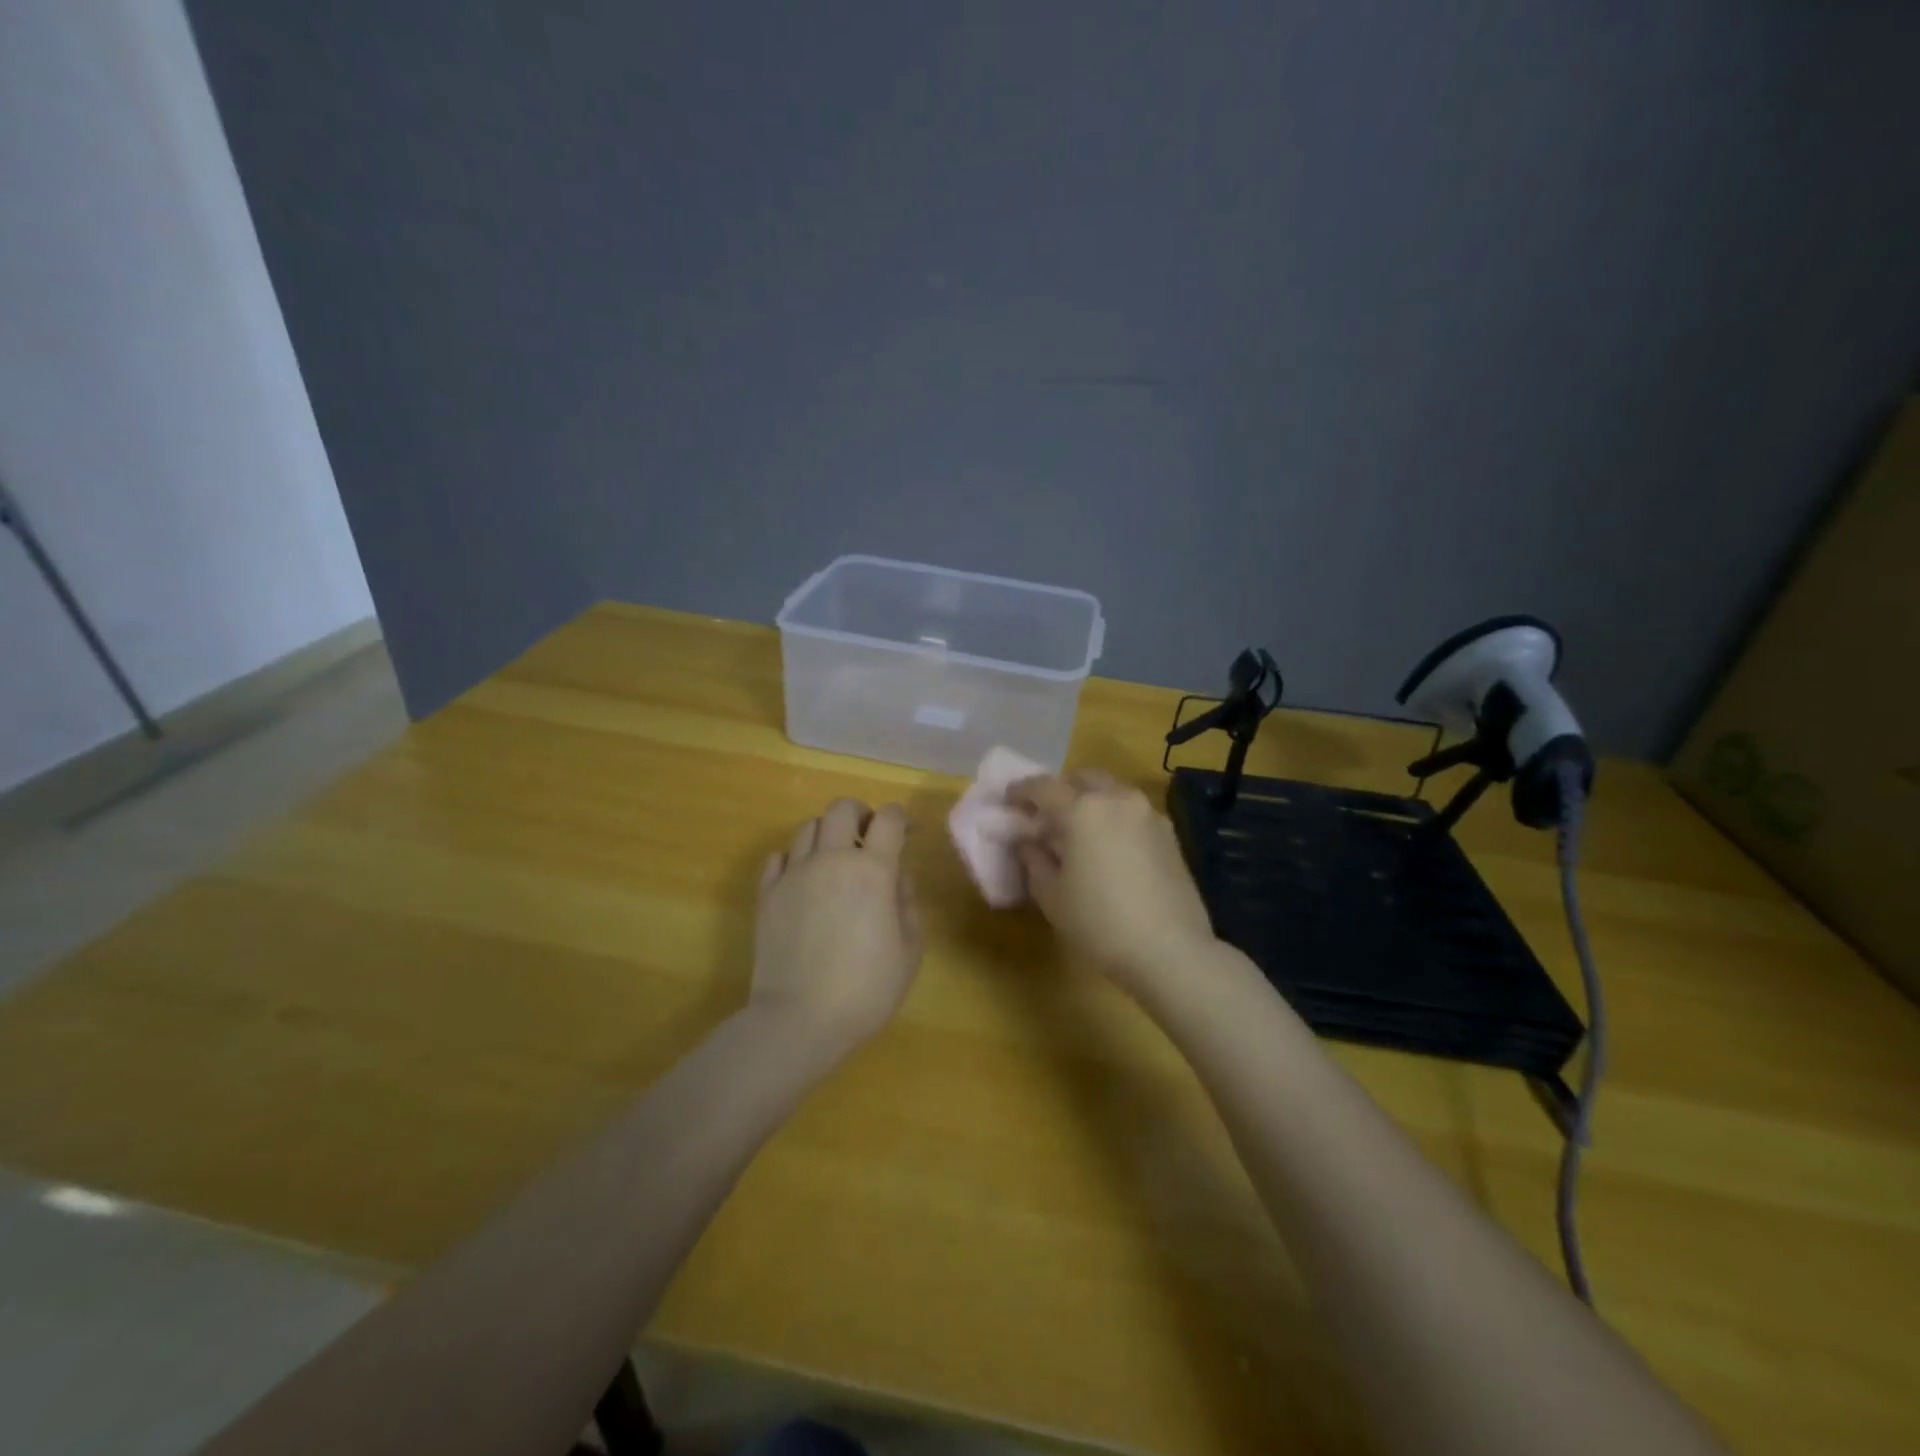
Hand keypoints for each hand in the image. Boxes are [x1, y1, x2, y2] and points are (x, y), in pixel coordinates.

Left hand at [752, 798, 923, 1055]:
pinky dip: (794, 859)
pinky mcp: (767, 893)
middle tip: (867, 841)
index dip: (898, 818)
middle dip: (859, 815)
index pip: (887, 818)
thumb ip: (907, 905)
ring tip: (834, 862)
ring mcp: (794, 874)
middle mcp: (831, 859)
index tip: (903, 833)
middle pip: (841, 808)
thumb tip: (897, 877)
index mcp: (872, 870)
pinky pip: (778, 857)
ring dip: (827, 835)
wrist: (800, 1019)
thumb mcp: (909, 952)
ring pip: (808, 828)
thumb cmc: (866, 990)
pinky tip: (803, 881)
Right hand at [1010, 771, 1217, 996]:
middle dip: (1061, 790)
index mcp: (1083, 809)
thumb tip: (1029, 842)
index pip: (1043, 787)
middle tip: (1046, 815)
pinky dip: (1114, 818)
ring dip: (1091, 801)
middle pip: (1083, 779)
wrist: (1171, 951)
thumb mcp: (1052, 896)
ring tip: (1079, 832)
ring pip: (1112, 792)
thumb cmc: (1100, 923)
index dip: (1021, 791)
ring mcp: (1148, 814)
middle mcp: (1117, 800)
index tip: (1008, 800)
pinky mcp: (1169, 834)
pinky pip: (1132, 813)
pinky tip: (1109, 847)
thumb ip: (1034, 860)